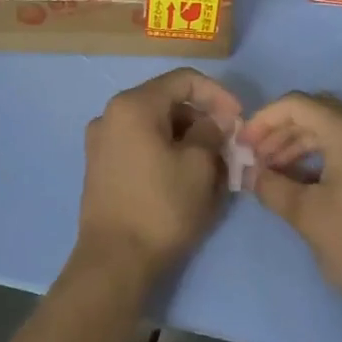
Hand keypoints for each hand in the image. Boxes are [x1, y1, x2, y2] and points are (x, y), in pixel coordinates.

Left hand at [74, 69, 242, 288]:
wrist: (115, 261)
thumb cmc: (162, 207)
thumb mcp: (199, 165)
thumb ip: (211, 131)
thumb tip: (213, 121)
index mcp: (133, 105)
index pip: (185, 80)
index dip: (219, 94)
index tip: (240, 119)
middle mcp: (110, 115)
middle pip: (168, 102)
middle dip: (203, 120)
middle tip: (229, 147)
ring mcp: (102, 142)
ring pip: (156, 127)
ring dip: (187, 139)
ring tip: (213, 166)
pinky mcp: (101, 167)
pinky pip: (141, 146)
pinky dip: (167, 153)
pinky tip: (186, 177)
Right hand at [241, 93, 341, 319]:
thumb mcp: (306, 216)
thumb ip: (271, 186)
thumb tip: (251, 173)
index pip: (298, 104)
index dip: (264, 119)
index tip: (243, 145)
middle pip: (317, 111)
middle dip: (280, 130)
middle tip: (256, 159)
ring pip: (333, 129)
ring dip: (299, 143)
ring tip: (273, 173)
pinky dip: (321, 155)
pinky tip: (302, 181)